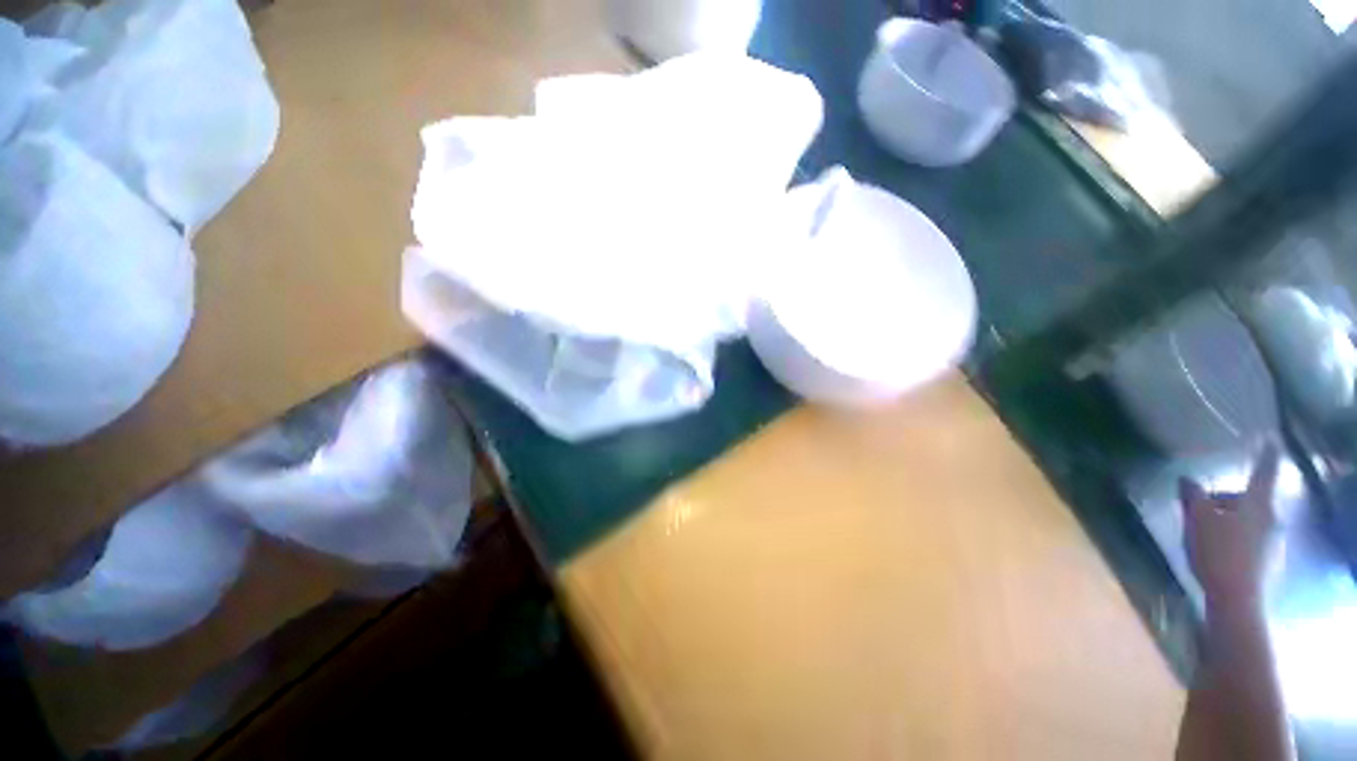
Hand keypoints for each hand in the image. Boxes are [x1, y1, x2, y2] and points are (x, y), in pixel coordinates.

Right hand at [1178, 442, 1282, 613]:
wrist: (1237, 598)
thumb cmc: (1217, 551)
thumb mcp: (1197, 520)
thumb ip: (1193, 496)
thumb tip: (1187, 479)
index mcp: (1257, 503)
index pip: (1264, 472)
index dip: (1266, 455)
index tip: (1271, 439)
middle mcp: (1272, 518)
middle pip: (1250, 500)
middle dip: (1227, 501)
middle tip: (1201, 510)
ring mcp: (1274, 541)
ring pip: (1250, 520)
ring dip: (1230, 521)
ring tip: (1206, 534)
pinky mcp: (1269, 560)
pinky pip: (1251, 539)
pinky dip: (1235, 538)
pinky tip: (1218, 552)